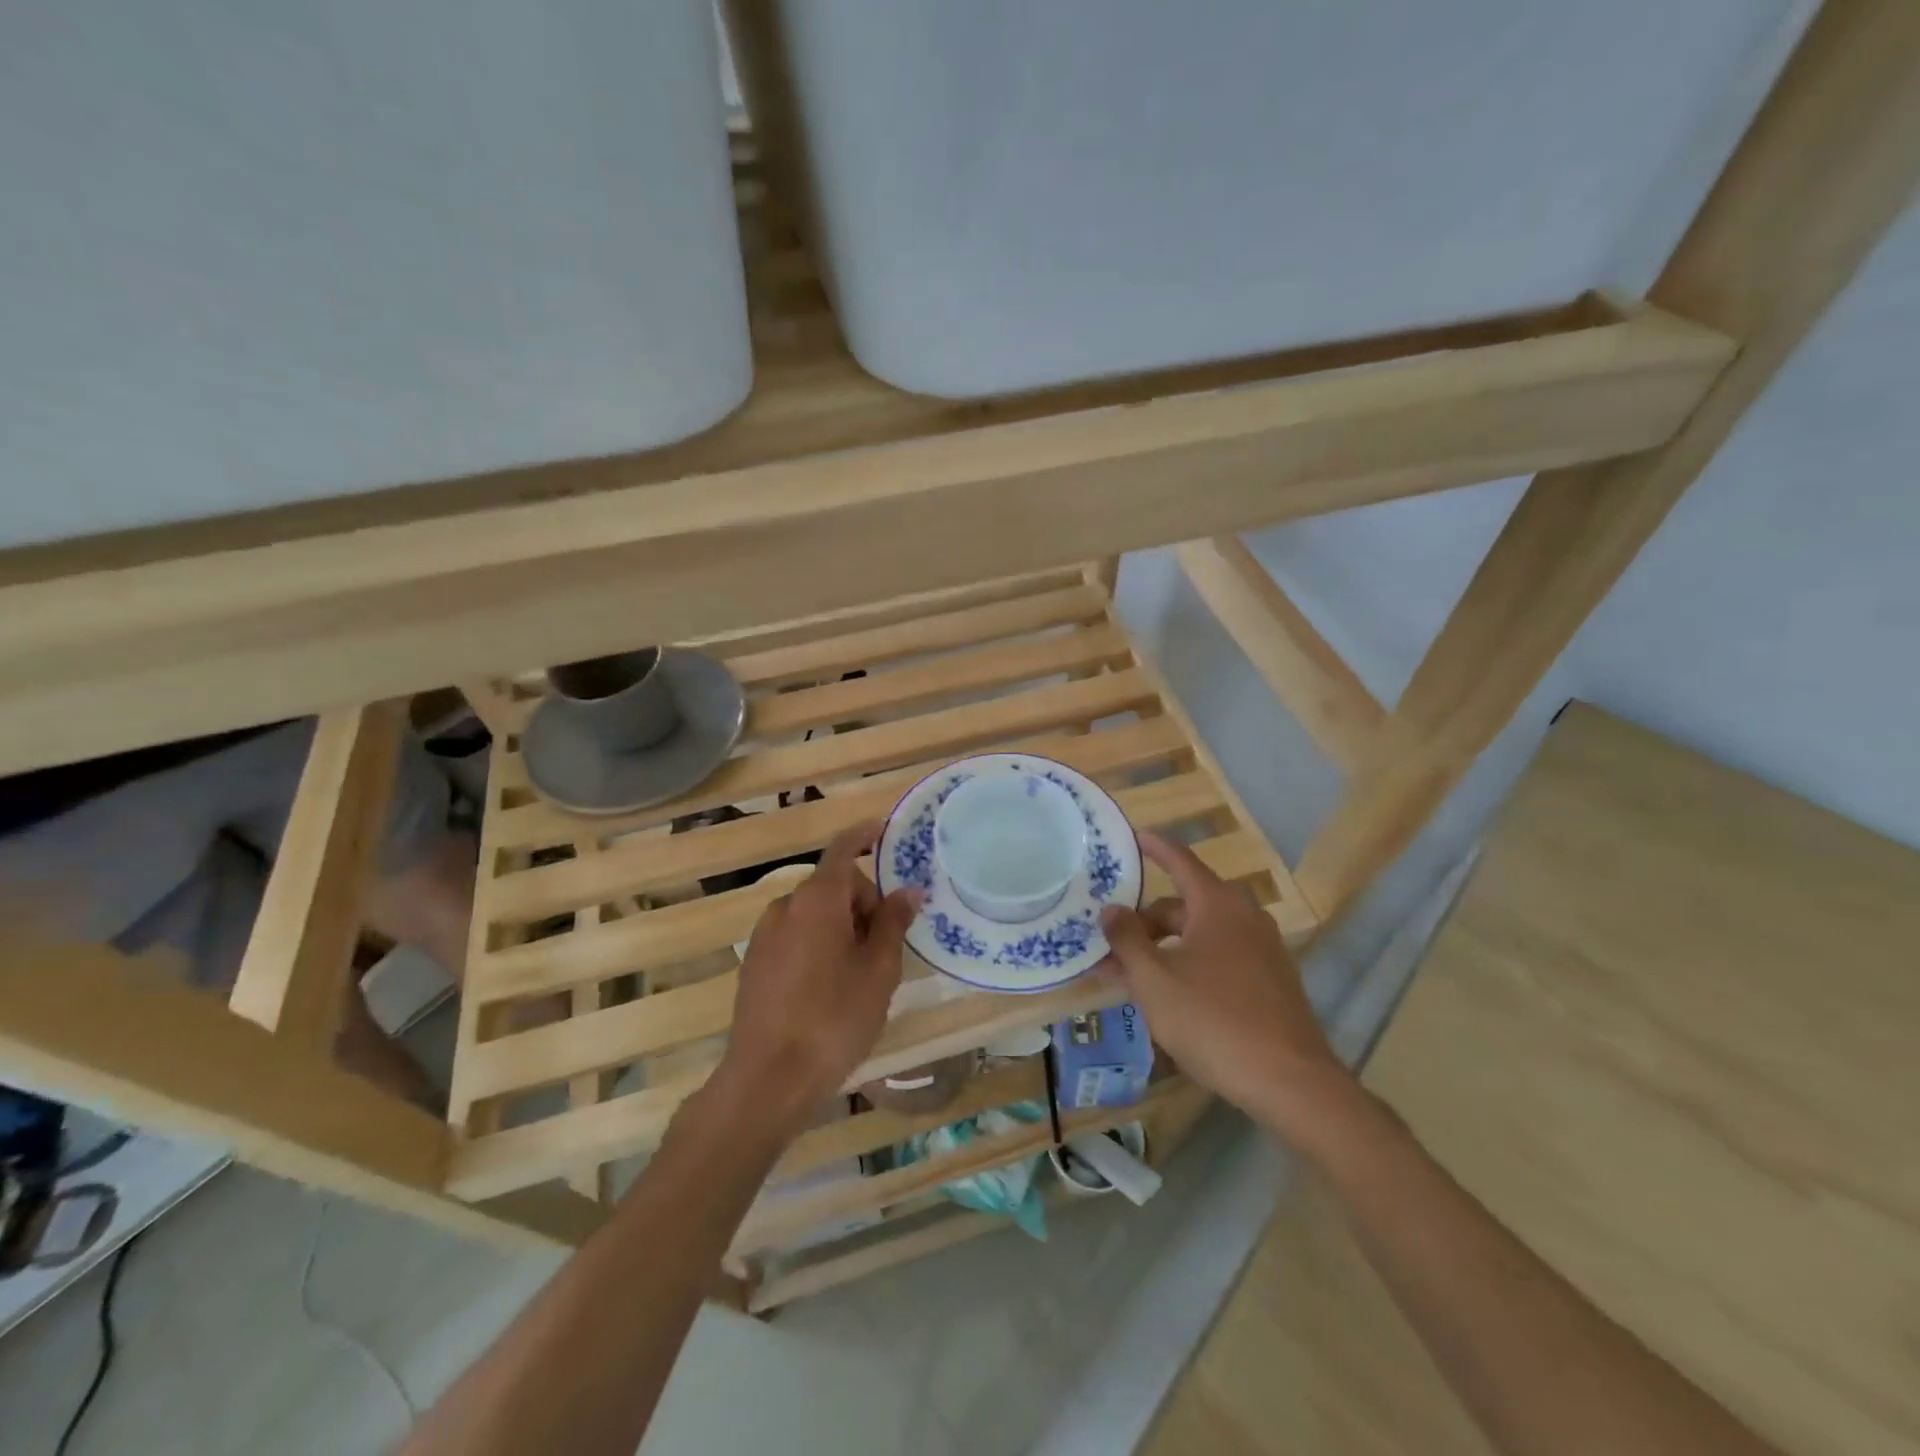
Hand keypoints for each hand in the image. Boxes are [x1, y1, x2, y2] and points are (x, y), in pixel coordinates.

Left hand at [715, 822, 919, 1138]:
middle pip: (833, 887)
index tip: (884, 831)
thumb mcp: (879, 969)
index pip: (843, 849)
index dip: (864, 835)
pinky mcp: (754, 964)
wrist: (768, 1078)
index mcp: (818, 899)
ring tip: (860, 974)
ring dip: (841, 927)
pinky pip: (795, 937)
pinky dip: (818, 945)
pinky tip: (827, 990)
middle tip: (886, 947)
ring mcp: (764, 936)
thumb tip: (908, 889)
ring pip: (814, 915)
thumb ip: (894, 922)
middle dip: (863, 904)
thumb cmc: (835, 1017)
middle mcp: (786, 906)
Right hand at [1099, 831, 1355, 1135]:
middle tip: (1111, 940)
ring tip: (1130, 974)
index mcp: (1217, 905)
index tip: (1135, 837)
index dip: (1155, 847)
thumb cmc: (1212, 1020)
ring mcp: (1262, 951)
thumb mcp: (1154, 979)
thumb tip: (1111, 909)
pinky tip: (1169, 995)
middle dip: (1146, 920)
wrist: (1289, 1082)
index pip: (1180, 861)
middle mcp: (1244, 917)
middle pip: (1185, 905)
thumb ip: (1127, 939)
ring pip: (1201, 935)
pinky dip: (1189, 964)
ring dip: (1164, 947)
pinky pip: (1220, 958)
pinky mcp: (1271, 982)